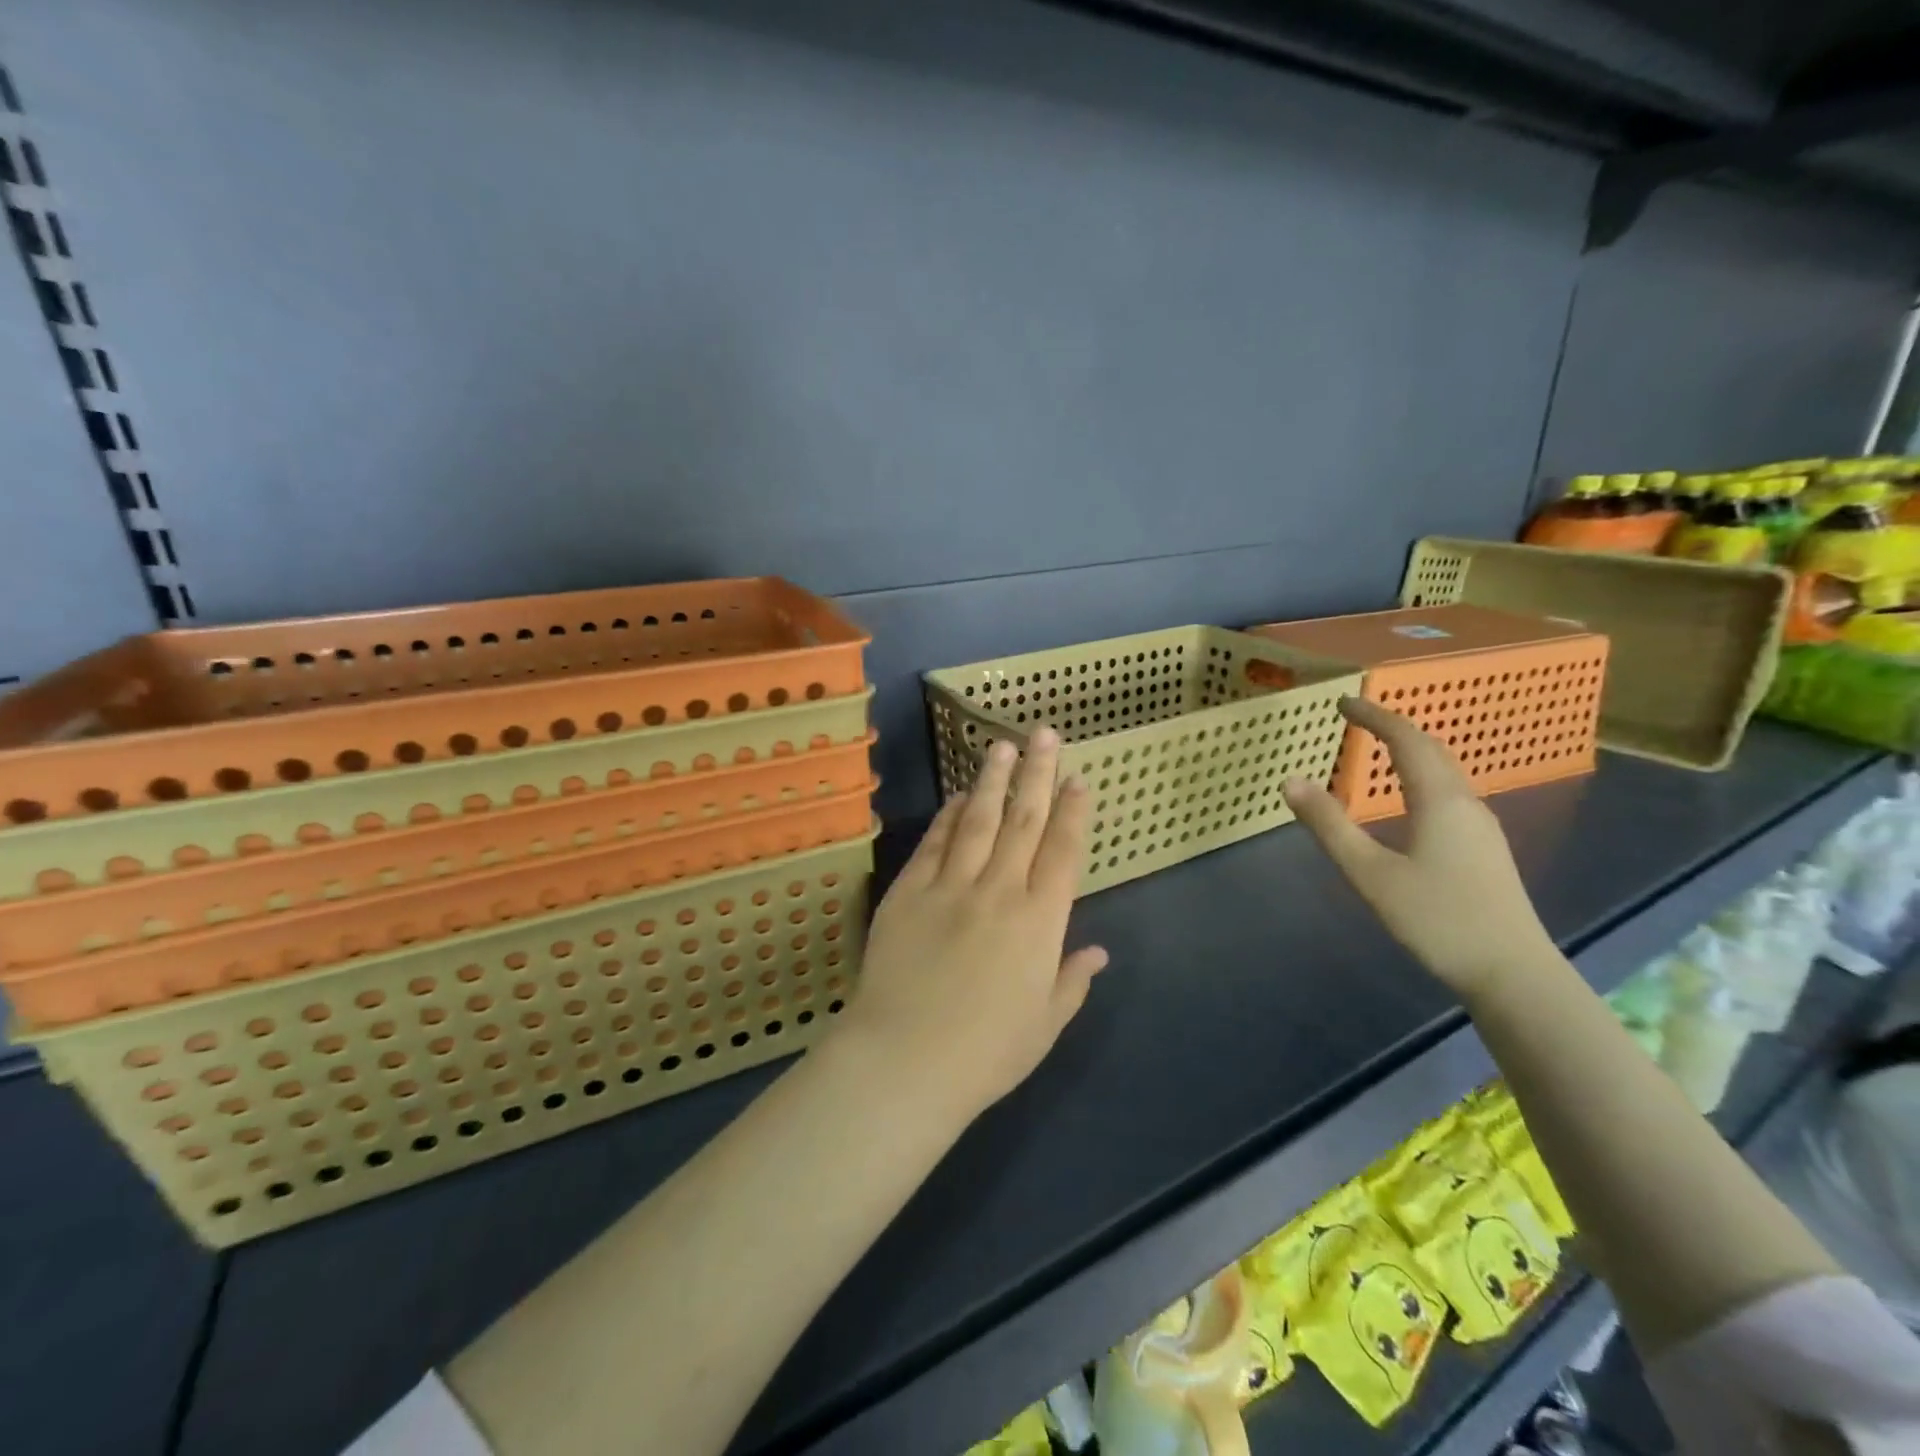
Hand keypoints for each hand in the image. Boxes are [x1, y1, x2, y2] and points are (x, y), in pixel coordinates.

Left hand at [837, 729, 1108, 1120]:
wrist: (905, 1060)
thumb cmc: (987, 1053)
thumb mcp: (1044, 1024)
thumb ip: (1072, 979)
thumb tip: (1098, 951)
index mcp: (1040, 922)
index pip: (1063, 852)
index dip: (1074, 812)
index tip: (1079, 779)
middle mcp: (1000, 891)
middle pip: (1024, 821)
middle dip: (1037, 774)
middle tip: (1043, 734)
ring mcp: (951, 886)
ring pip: (978, 820)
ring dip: (992, 781)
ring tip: (1000, 746)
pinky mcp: (909, 891)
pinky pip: (934, 843)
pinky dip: (948, 817)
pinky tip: (957, 798)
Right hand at [1282, 697, 1555, 1001]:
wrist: (1512, 972)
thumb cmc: (1437, 919)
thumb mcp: (1369, 873)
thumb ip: (1329, 826)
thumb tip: (1291, 781)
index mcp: (1439, 800)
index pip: (1406, 740)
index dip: (1375, 716)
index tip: (1343, 702)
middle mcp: (1466, 803)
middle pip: (1431, 749)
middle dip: (1394, 727)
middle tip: (1357, 718)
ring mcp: (1481, 827)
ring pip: (1444, 772)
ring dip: (1410, 750)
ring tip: (1378, 748)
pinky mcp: (1485, 848)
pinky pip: (1449, 793)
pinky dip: (1421, 776)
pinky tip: (1408, 797)